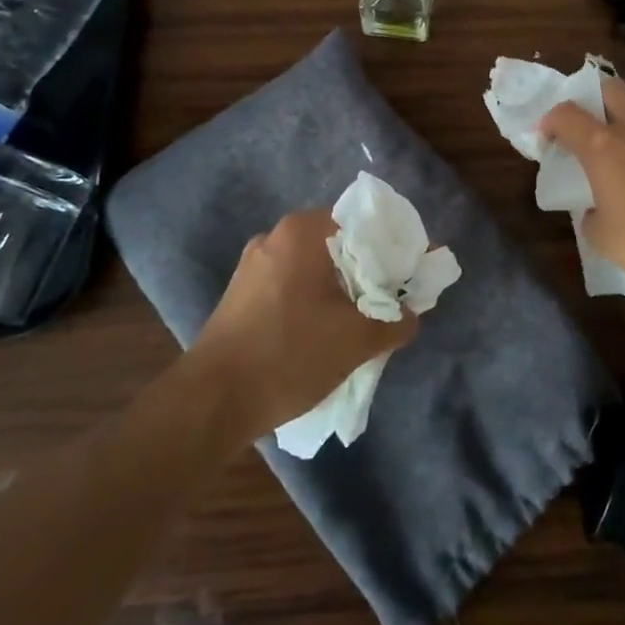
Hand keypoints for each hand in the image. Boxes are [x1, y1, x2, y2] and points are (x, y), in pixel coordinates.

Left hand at [191, 210, 418, 438]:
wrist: (211, 402)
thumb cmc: (289, 354)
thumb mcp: (356, 340)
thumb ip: (395, 322)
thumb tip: (410, 315)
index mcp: (304, 231)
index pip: (365, 223)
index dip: (395, 247)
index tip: (413, 273)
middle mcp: (276, 236)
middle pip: (340, 244)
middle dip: (370, 270)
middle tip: (393, 299)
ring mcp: (253, 265)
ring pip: (315, 267)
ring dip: (342, 288)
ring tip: (363, 320)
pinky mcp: (241, 294)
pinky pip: (292, 285)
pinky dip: (315, 300)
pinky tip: (325, 332)